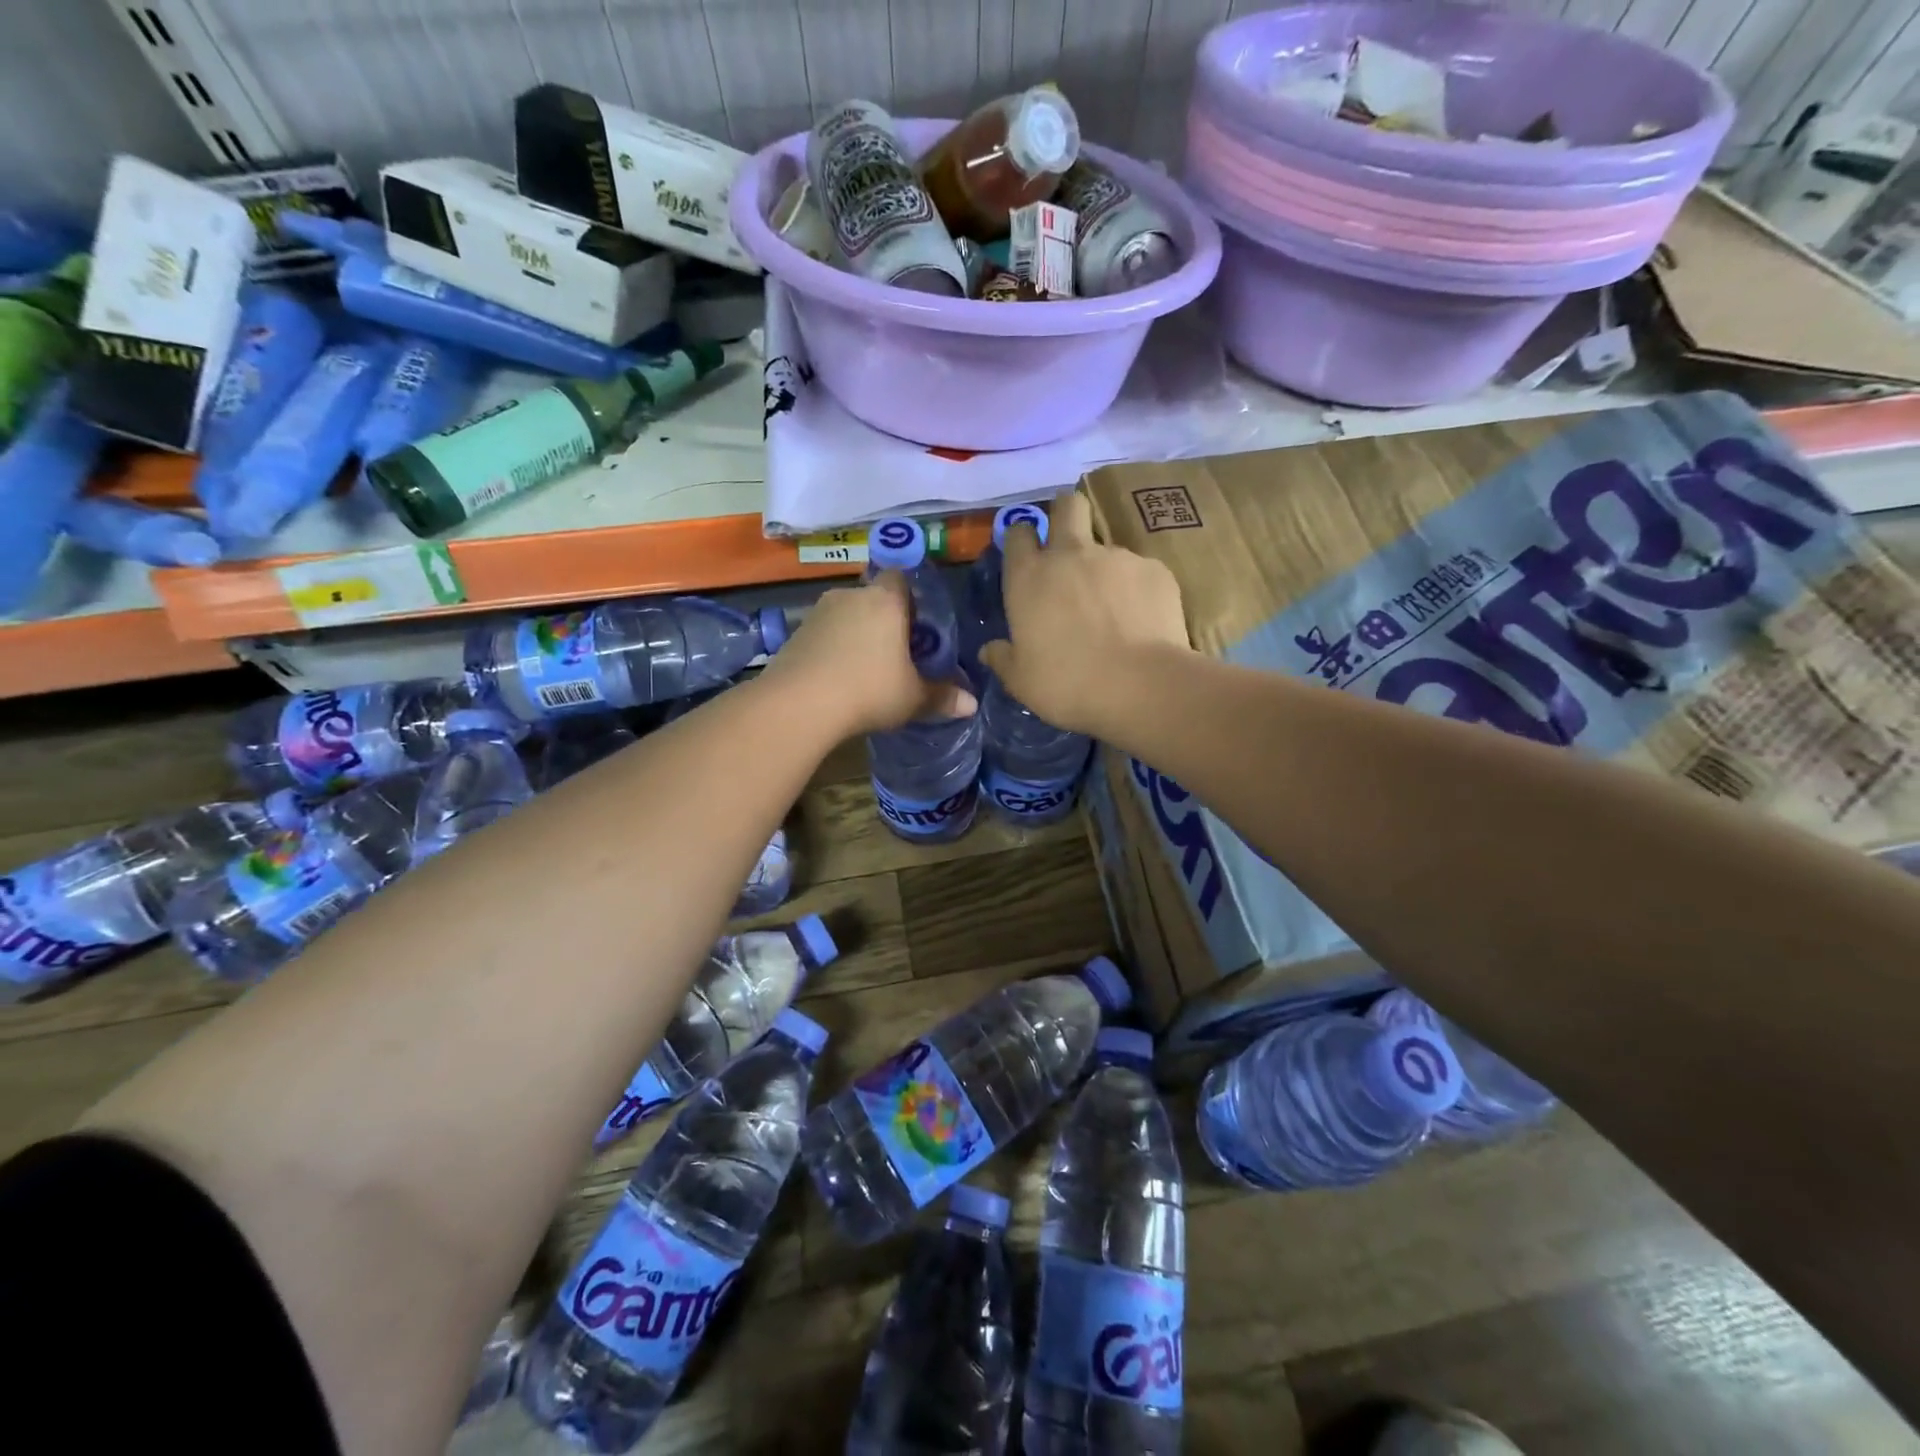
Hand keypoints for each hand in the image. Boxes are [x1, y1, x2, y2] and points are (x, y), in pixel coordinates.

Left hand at [762, 572, 975, 735]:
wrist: (799, 704)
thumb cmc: (868, 691)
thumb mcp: (913, 699)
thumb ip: (942, 697)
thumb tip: (971, 704)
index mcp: (886, 601)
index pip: (901, 577)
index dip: (911, 597)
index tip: (917, 624)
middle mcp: (851, 595)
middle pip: (873, 597)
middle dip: (884, 619)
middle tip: (896, 652)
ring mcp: (818, 612)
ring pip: (845, 615)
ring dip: (855, 633)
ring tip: (864, 668)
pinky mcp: (795, 632)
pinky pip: (823, 633)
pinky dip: (831, 648)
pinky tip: (836, 677)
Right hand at [978, 491, 1188, 736]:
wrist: (1140, 686)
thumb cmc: (1067, 684)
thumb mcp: (1021, 681)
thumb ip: (1003, 659)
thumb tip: (989, 650)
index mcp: (1029, 577)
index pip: (1019, 532)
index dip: (1023, 539)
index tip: (1028, 555)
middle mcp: (1071, 555)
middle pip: (1067, 505)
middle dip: (1066, 514)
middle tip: (1069, 544)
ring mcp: (1117, 557)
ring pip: (1107, 546)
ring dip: (1104, 569)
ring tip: (1113, 609)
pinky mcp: (1155, 570)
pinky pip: (1140, 572)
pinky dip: (1137, 591)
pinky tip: (1142, 621)